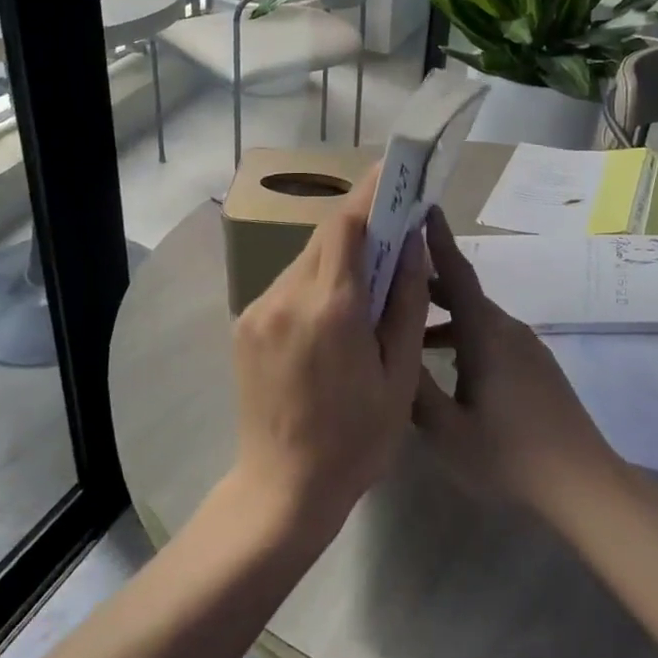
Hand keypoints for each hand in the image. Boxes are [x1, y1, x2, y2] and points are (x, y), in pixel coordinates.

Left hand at [231, 165, 429, 546]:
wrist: (283, 489)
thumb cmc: (357, 440)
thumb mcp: (400, 375)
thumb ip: (407, 302)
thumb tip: (412, 243)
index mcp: (332, 309)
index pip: (349, 225)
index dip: (372, 192)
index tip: (396, 168)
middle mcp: (287, 297)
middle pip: (326, 236)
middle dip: (361, 220)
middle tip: (393, 220)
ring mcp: (259, 310)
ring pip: (305, 259)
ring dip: (338, 253)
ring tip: (370, 269)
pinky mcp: (245, 325)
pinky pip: (288, 284)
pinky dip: (317, 278)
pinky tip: (336, 304)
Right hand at [413, 210, 622, 522]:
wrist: (581, 481)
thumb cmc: (508, 454)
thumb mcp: (446, 429)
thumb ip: (414, 388)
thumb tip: (390, 353)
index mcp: (485, 334)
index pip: (457, 274)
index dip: (438, 240)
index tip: (423, 207)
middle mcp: (507, 329)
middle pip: (464, 294)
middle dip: (428, 283)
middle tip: (389, 278)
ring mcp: (526, 347)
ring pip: (477, 319)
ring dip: (443, 317)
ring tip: (408, 329)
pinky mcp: (535, 366)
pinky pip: (491, 337)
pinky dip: (463, 336)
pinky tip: (446, 365)